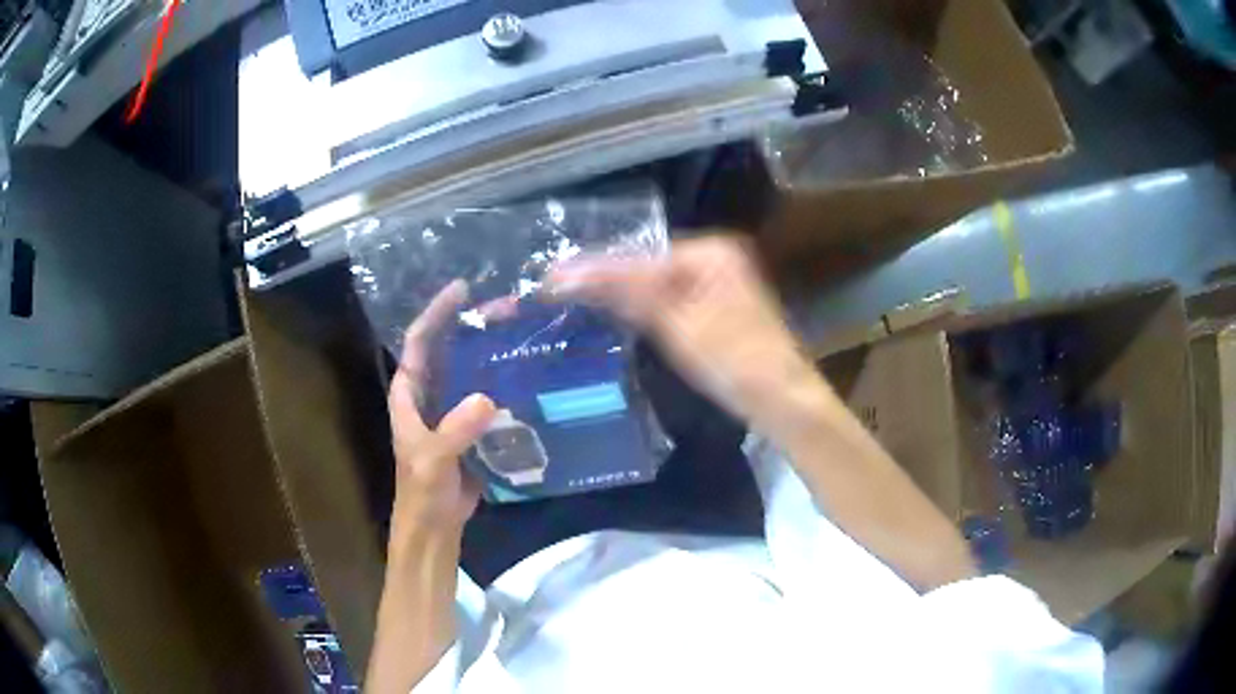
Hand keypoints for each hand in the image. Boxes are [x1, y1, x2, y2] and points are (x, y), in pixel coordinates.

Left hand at [387, 280, 495, 540]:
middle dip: (469, 325)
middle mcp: (428, 394)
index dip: (436, 312)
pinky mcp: (470, 427)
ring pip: (468, 371)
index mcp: (409, 394)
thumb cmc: (422, 491)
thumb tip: (487, 399)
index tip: (462, 289)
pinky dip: (502, 381)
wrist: (435, 524)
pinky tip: (526, 371)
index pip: (419, 342)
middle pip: (446, 349)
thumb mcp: (433, 461)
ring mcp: (450, 410)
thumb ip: (455, 431)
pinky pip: (486, 395)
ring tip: (520, 330)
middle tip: (505, 306)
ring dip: (488, 351)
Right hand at [547, 235, 814, 429]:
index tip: (551, 278)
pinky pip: (669, 299)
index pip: (638, 257)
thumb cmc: (734, 361)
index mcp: (709, 252)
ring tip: (572, 298)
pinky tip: (614, 312)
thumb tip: (569, 274)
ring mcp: (717, 281)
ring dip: (619, 293)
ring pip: (655, 283)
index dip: (594, 269)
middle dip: (604, 278)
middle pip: (646, 265)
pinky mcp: (715, 306)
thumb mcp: (676, 326)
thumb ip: (626, 293)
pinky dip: (642, 307)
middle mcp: (714, 257)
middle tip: (555, 288)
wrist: (781, 399)